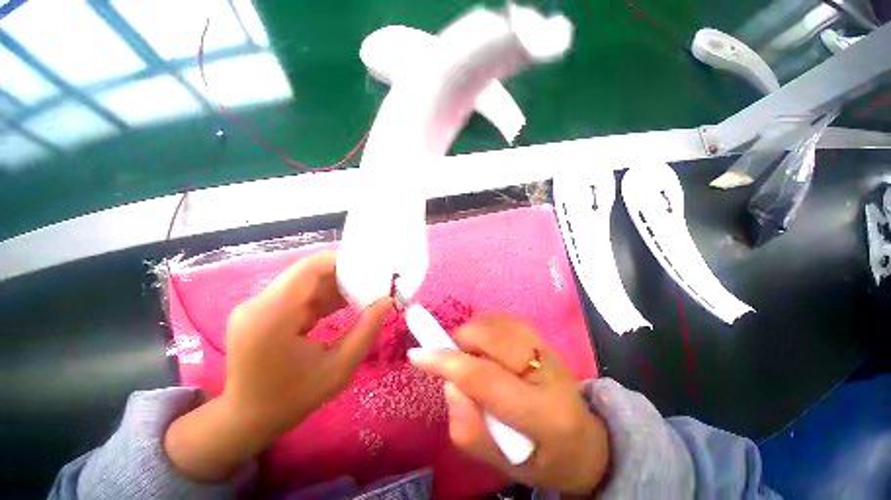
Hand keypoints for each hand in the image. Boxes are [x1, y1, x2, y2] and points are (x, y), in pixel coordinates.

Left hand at [165, 251, 391, 481]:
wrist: (246, 420)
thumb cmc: (293, 399)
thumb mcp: (338, 369)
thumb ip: (365, 331)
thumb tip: (387, 301)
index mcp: (272, 316)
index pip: (309, 268)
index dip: (341, 261)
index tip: (370, 267)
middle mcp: (259, 303)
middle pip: (308, 273)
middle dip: (343, 274)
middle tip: (373, 281)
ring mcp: (257, 306)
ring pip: (305, 282)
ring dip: (334, 285)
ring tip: (364, 291)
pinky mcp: (261, 312)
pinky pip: (298, 294)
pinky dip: (323, 296)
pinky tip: (344, 303)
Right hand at [408, 314, 608, 494]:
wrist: (587, 440)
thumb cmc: (544, 458)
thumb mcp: (504, 466)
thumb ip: (470, 430)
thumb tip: (449, 385)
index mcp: (543, 413)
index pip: (485, 378)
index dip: (446, 362)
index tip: (417, 355)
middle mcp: (547, 371)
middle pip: (492, 337)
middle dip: (461, 341)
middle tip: (450, 358)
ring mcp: (546, 347)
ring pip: (497, 322)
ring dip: (472, 333)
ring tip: (467, 354)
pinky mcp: (541, 337)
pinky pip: (503, 319)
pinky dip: (484, 326)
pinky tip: (482, 344)